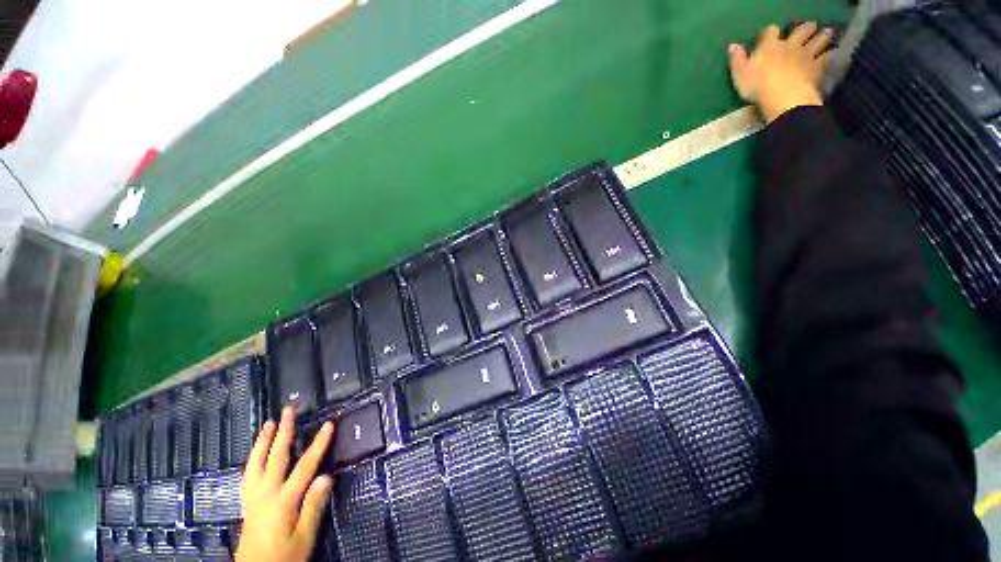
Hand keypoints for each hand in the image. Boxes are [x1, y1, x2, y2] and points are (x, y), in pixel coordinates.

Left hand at [235, 407, 335, 561]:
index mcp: (284, 500)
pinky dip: (251, 460)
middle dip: (283, 432)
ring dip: (263, 442)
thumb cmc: (284, 558)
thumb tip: (326, 476)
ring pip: (256, 463)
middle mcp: (266, 494)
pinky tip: (254, 456)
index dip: (318, 443)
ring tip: (267, 424)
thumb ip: (313, 506)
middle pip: (275, 457)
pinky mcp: (247, 505)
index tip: (329, 424)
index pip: (305, 465)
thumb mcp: (304, 537)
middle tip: (287, 410)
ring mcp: (253, 498)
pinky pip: (247, 476)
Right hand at [728, 22, 834, 122]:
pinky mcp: (817, 67)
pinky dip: (831, 54)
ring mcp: (806, 55)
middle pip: (801, 31)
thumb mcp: (739, 74)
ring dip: (823, 36)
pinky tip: (834, 52)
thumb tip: (732, 45)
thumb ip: (737, 59)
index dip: (771, 32)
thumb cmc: (757, 86)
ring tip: (828, 32)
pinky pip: (827, 57)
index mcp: (770, 46)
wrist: (782, 97)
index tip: (772, 33)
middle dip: (806, 28)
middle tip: (811, 26)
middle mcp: (790, 46)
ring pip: (818, 40)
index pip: (771, 32)